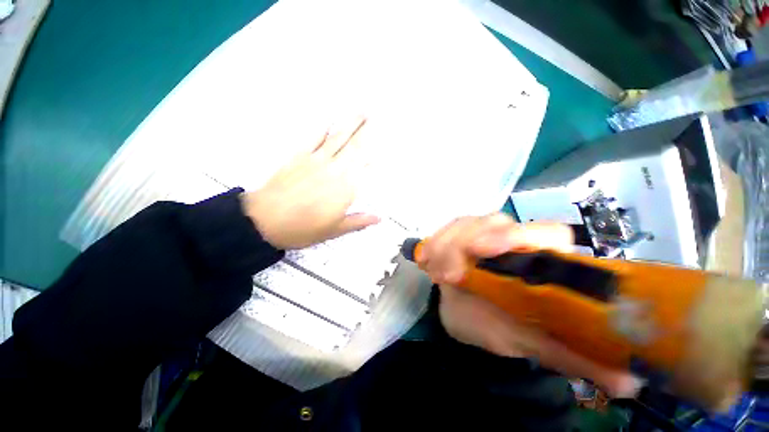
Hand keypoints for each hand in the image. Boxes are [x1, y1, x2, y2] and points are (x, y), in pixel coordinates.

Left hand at [242, 118, 379, 249]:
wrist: (265, 220)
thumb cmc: (304, 228)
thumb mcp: (335, 230)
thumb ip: (359, 221)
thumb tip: (379, 218)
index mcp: (345, 188)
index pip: (366, 168)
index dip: (376, 157)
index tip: (384, 148)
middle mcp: (335, 169)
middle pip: (355, 147)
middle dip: (367, 131)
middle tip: (376, 117)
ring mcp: (316, 160)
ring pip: (338, 138)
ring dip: (350, 124)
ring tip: (361, 112)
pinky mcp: (299, 156)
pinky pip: (314, 138)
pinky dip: (322, 128)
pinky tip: (329, 119)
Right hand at [418, 213, 640, 397]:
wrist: (469, 314)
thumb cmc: (503, 325)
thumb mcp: (535, 340)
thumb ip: (575, 355)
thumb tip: (630, 380)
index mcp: (539, 255)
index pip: (543, 233)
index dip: (521, 237)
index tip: (492, 252)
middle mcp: (510, 236)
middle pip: (493, 221)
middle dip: (469, 241)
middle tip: (450, 271)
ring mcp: (478, 232)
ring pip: (464, 223)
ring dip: (446, 245)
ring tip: (434, 272)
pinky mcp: (455, 236)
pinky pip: (442, 232)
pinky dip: (433, 244)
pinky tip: (425, 261)